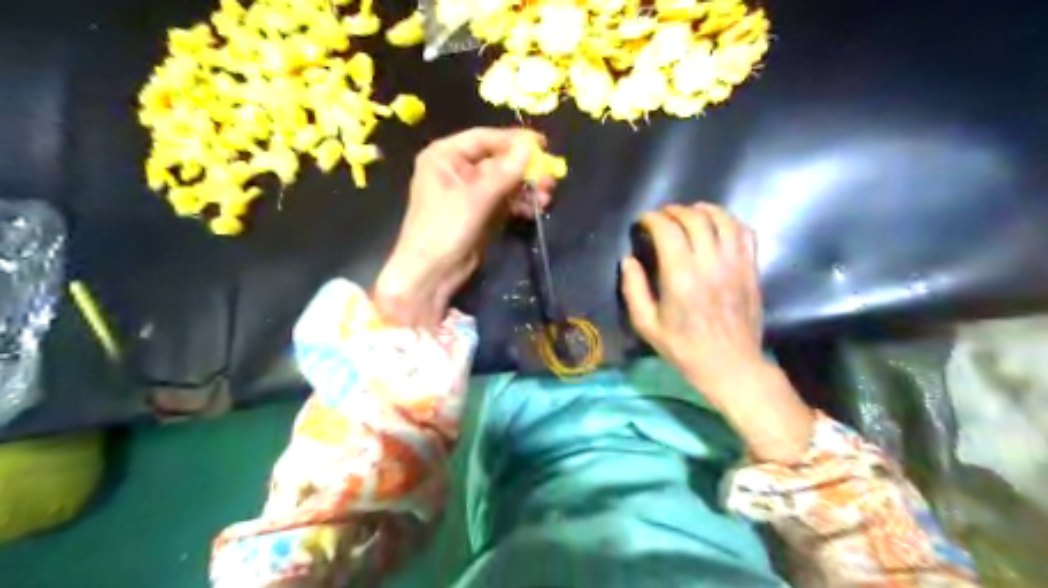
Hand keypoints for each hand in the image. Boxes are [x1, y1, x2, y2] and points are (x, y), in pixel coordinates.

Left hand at [377, 126, 555, 324]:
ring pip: (504, 183)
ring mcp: (469, 193)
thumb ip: (505, 172)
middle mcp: (456, 170)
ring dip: (526, 189)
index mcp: (445, 156)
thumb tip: (530, 147)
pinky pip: (504, 201)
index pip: (484, 139)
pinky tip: (536, 210)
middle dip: (524, 169)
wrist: (431, 273)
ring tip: (547, 196)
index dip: (513, 140)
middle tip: (550, 177)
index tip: (543, 144)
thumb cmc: (444, 228)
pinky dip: (519, 204)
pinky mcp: (479, 213)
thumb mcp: (475, 197)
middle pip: (497, 161)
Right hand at [615, 202, 812, 463]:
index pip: (668, 231)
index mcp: (680, 278)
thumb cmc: (684, 349)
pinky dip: (729, 221)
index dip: (653, 219)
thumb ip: (633, 290)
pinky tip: (718, 224)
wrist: (731, 365)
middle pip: (694, 219)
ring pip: (722, 220)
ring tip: (690, 213)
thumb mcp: (647, 326)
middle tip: (662, 216)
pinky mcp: (751, 269)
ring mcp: (735, 264)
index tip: (643, 221)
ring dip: (703, 210)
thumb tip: (628, 260)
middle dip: (675, 211)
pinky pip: (744, 233)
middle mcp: (709, 264)